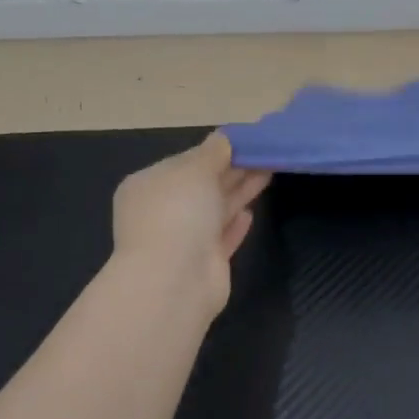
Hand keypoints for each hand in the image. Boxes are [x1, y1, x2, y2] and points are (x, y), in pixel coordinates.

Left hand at [112, 133, 270, 312]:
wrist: (174, 280)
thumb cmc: (178, 213)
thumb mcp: (196, 169)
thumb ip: (214, 152)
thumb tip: (225, 137)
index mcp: (149, 185)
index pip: (186, 161)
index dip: (216, 150)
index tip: (247, 141)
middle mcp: (162, 212)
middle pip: (203, 185)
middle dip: (234, 169)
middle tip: (267, 153)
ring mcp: (182, 240)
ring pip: (216, 209)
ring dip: (240, 191)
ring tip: (269, 171)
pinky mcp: (203, 264)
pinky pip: (222, 237)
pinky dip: (235, 224)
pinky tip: (250, 213)